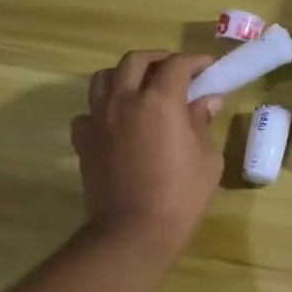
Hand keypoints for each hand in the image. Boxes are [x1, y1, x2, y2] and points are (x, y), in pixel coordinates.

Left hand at [71, 51, 224, 256]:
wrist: (133, 232)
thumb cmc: (181, 195)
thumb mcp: (207, 158)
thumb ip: (202, 123)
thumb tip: (206, 101)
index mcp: (160, 101)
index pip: (177, 65)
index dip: (195, 61)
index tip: (209, 66)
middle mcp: (124, 101)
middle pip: (135, 61)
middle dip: (158, 59)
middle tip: (175, 69)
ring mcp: (98, 119)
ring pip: (104, 78)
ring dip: (125, 75)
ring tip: (141, 87)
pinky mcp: (83, 141)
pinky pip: (88, 111)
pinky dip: (103, 108)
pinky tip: (117, 121)